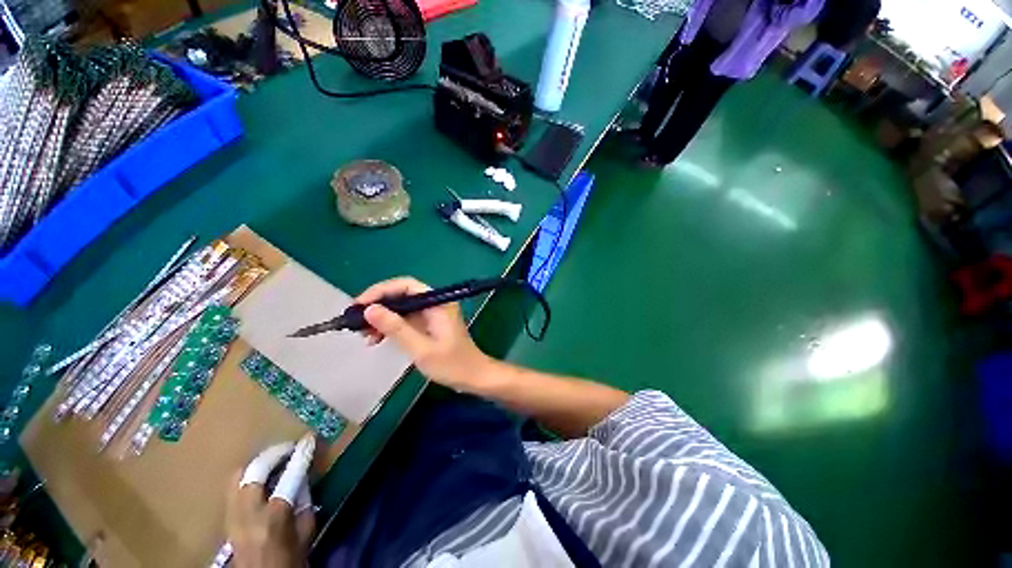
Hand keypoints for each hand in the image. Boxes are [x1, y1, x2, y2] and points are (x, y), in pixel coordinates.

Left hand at [226, 440, 315, 567]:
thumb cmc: (290, 560)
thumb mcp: (305, 532)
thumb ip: (304, 502)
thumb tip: (303, 477)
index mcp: (274, 519)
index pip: (289, 477)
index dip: (301, 455)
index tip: (309, 439)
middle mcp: (248, 515)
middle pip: (254, 471)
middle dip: (273, 454)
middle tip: (289, 447)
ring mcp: (231, 518)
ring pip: (237, 477)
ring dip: (257, 464)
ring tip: (273, 460)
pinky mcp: (224, 521)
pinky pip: (233, 488)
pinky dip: (247, 477)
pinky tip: (259, 478)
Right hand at [355, 277, 493, 390]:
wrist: (473, 377)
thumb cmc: (451, 364)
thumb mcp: (421, 348)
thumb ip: (396, 328)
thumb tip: (369, 309)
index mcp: (437, 303)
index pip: (406, 285)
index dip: (380, 291)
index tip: (359, 305)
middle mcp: (435, 303)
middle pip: (402, 295)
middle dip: (378, 306)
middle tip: (356, 322)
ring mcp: (432, 314)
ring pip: (401, 308)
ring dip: (382, 318)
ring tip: (363, 335)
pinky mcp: (428, 324)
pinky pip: (405, 319)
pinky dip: (390, 327)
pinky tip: (376, 339)